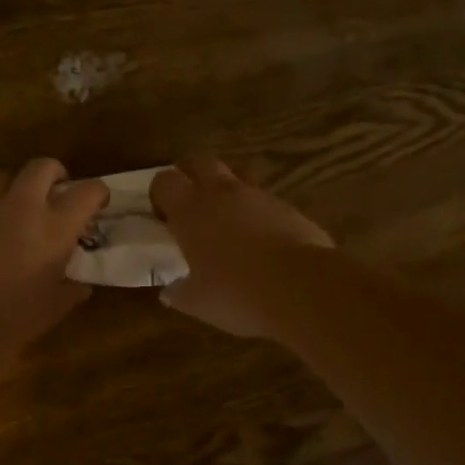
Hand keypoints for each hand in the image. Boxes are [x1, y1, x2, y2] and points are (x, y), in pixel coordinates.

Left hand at [0, 158, 109, 360]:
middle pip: (43, 166)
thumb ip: (70, 291)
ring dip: (16, 187)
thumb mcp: (50, 311)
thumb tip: (80, 284)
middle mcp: (22, 204)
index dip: (97, 193)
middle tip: (55, 193)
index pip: (88, 191)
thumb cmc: (5, 318)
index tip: (97, 203)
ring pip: (4, 175)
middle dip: (54, 174)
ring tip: (15, 209)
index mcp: (54, 227)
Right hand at [150, 155, 334, 336]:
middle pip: (199, 161)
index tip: (163, 217)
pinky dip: (257, 211)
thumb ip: (179, 293)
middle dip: (190, 173)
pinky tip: (261, 240)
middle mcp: (222, 193)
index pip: (164, 181)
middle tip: (189, 199)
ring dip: (227, 188)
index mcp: (191, 211)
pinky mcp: (288, 208)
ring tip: (227, 218)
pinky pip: (265, 200)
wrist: (304, 288)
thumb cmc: (238, 293)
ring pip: (236, 174)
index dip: (160, 194)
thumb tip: (169, 293)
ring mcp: (258, 197)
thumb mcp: (198, 302)